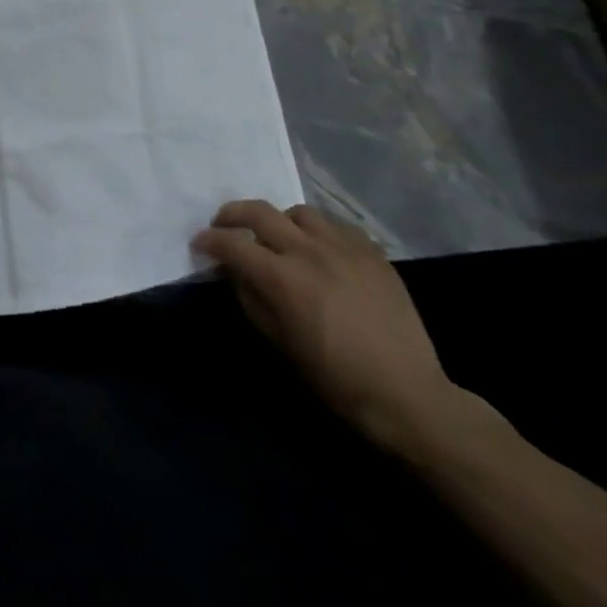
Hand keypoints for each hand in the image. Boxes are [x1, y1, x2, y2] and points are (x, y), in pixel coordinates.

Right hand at [193, 200, 456, 451]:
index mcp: (281, 277)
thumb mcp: (278, 342)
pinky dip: (317, 231)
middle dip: (232, 214)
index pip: (231, 243)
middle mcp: (308, 250)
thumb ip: (250, 298)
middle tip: (224, 225)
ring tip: (278, 238)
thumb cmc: (334, 378)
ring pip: (298, 212)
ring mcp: (343, 246)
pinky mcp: (371, 251)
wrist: (407, 395)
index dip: (209, 240)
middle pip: (259, 211)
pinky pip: (335, 226)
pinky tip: (318, 249)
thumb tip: (234, 272)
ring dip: (279, 221)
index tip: (200, 244)